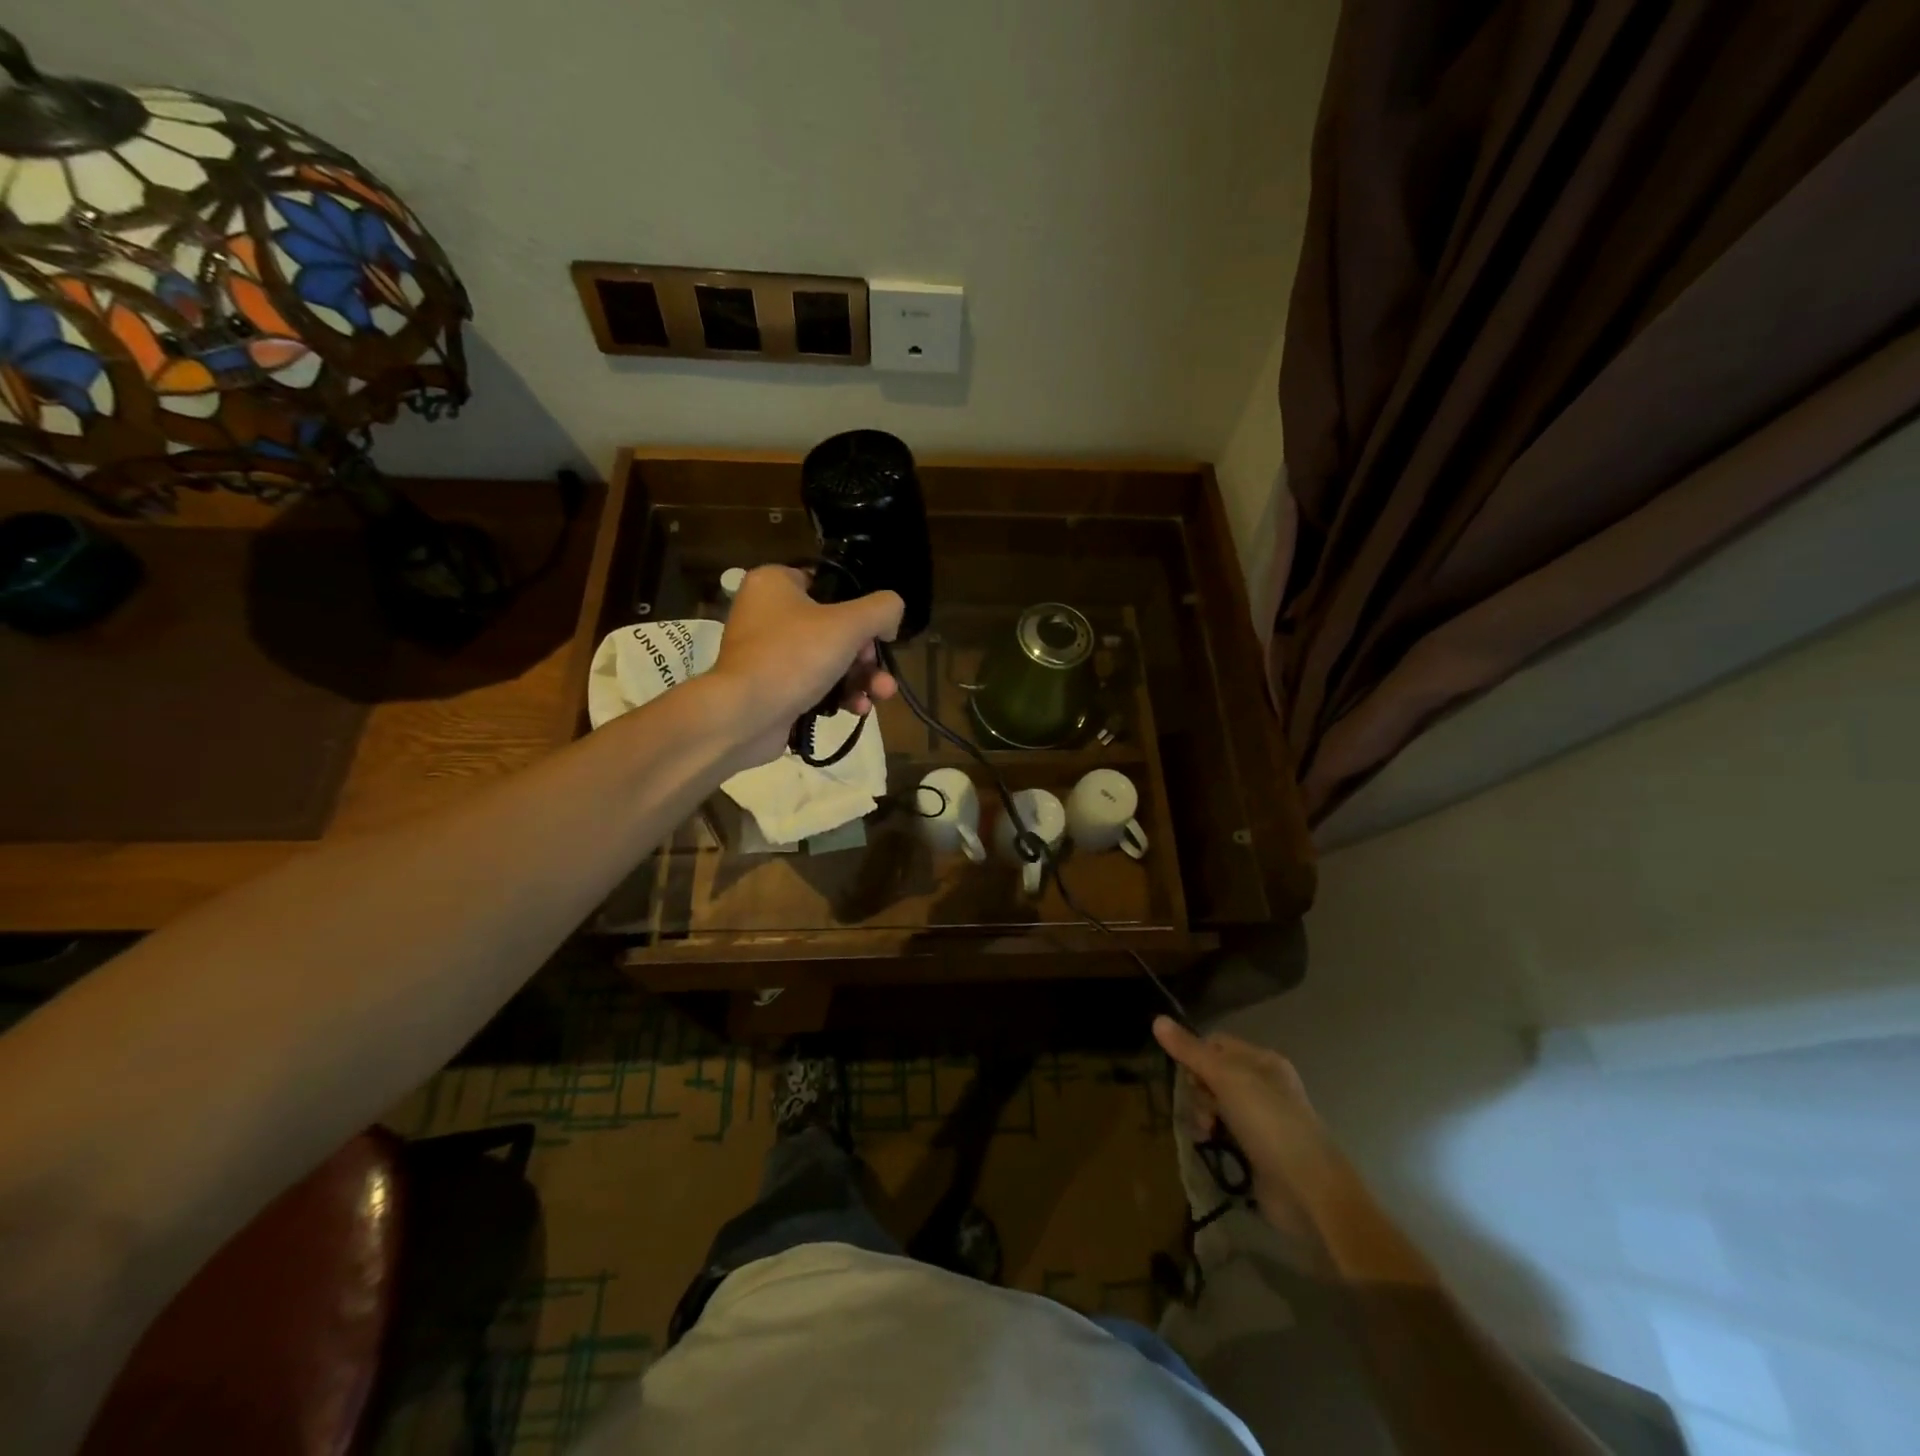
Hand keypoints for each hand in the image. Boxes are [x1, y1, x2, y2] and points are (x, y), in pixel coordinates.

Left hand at [708, 566, 903, 767]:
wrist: (744, 716)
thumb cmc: (794, 656)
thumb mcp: (849, 623)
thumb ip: (883, 609)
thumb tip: (891, 617)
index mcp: (775, 583)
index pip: (831, 585)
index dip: (862, 610)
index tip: (879, 634)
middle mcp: (767, 613)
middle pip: (835, 628)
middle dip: (867, 656)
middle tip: (881, 672)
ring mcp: (768, 653)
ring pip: (829, 660)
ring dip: (861, 679)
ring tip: (880, 695)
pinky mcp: (772, 687)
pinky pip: (814, 684)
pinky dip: (838, 695)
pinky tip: (858, 709)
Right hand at [1153, 1017, 1339, 1215]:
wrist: (1307, 1190)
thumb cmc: (1268, 1122)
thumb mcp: (1226, 1078)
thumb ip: (1190, 1051)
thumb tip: (1157, 1019)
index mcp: (1262, 1060)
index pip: (1215, 1043)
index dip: (1195, 1055)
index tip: (1188, 1076)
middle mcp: (1262, 1085)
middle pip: (1212, 1074)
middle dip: (1198, 1089)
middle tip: (1202, 1109)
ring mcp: (1261, 1119)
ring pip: (1215, 1104)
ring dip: (1203, 1114)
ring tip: (1205, 1133)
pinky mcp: (1256, 1150)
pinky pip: (1224, 1131)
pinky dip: (1213, 1135)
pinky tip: (1209, 1145)